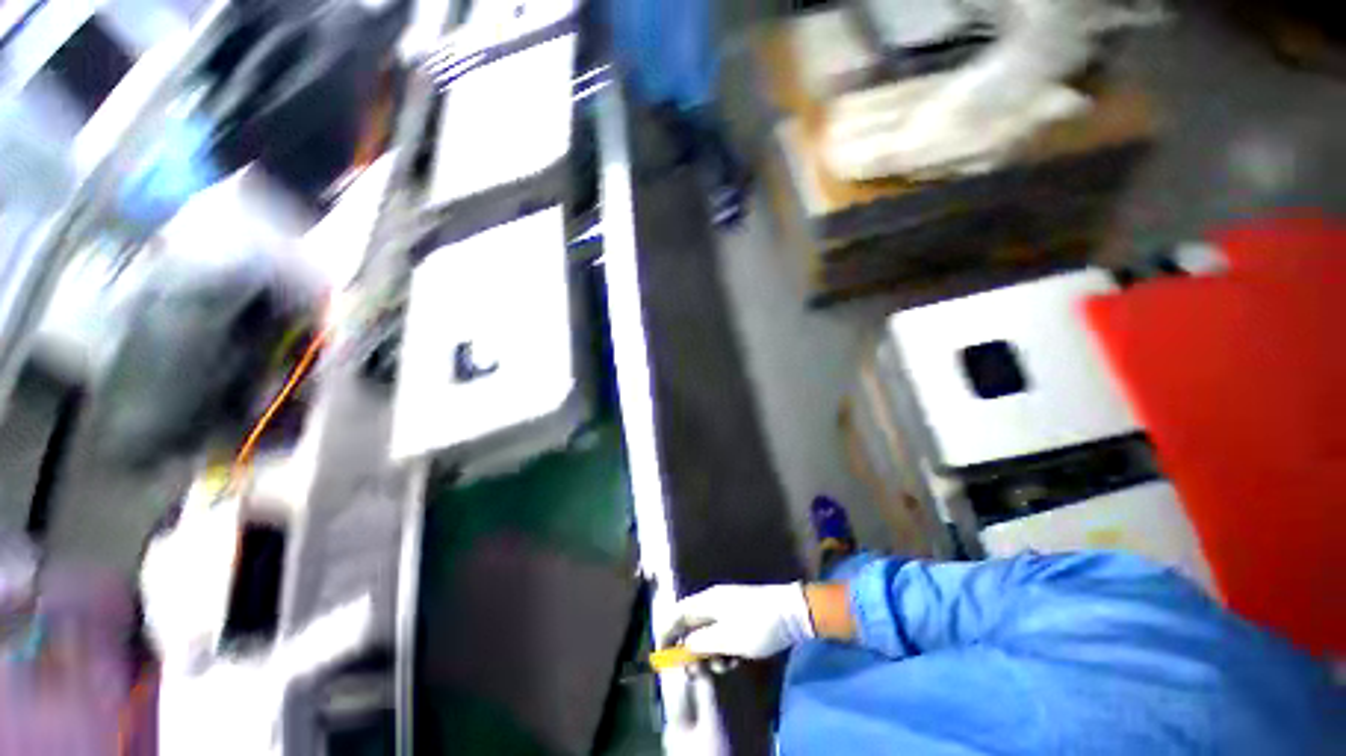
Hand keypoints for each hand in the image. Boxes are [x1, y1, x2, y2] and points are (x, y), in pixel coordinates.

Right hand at [663, 583, 814, 658]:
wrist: (792, 613)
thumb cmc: (757, 625)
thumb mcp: (727, 639)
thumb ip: (701, 643)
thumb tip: (684, 645)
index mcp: (707, 601)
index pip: (678, 613)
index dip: (667, 633)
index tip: (663, 656)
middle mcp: (714, 602)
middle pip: (693, 625)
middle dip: (692, 650)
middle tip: (698, 672)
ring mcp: (728, 608)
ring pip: (709, 633)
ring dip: (711, 653)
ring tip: (725, 666)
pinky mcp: (740, 616)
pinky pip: (723, 634)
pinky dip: (724, 649)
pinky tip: (735, 659)